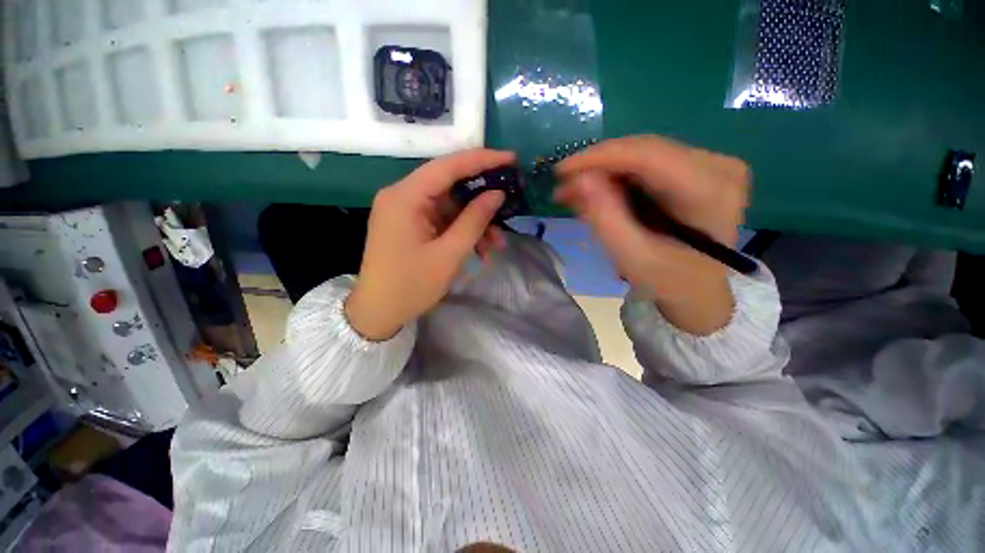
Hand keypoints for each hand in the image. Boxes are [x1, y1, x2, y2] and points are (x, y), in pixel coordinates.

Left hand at [345, 149, 515, 340]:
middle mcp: (403, 196)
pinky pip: (443, 221)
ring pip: (451, 207)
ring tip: (496, 246)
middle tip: (509, 209)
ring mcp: (406, 211)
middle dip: (482, 202)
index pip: (448, 166)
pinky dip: (462, 233)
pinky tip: (480, 252)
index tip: (511, 159)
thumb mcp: (449, 254)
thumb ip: (474, 220)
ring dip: (475, 224)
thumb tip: (497, 194)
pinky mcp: (411, 224)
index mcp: (406, 197)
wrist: (378, 313)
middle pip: (451, 186)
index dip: (482, 159)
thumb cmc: (411, 285)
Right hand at [554, 136, 748, 334]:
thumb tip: (579, 179)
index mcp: (711, 191)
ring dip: (603, 173)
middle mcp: (718, 166)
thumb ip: (606, 218)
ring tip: (572, 195)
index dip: (601, 157)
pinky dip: (616, 178)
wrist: (698, 289)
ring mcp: (709, 164)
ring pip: (641, 155)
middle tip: (563, 189)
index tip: (562, 170)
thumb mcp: (633, 258)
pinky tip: (595, 192)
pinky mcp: (696, 168)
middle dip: (597, 168)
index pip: (649, 156)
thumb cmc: (668, 280)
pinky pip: (646, 164)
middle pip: (643, 151)